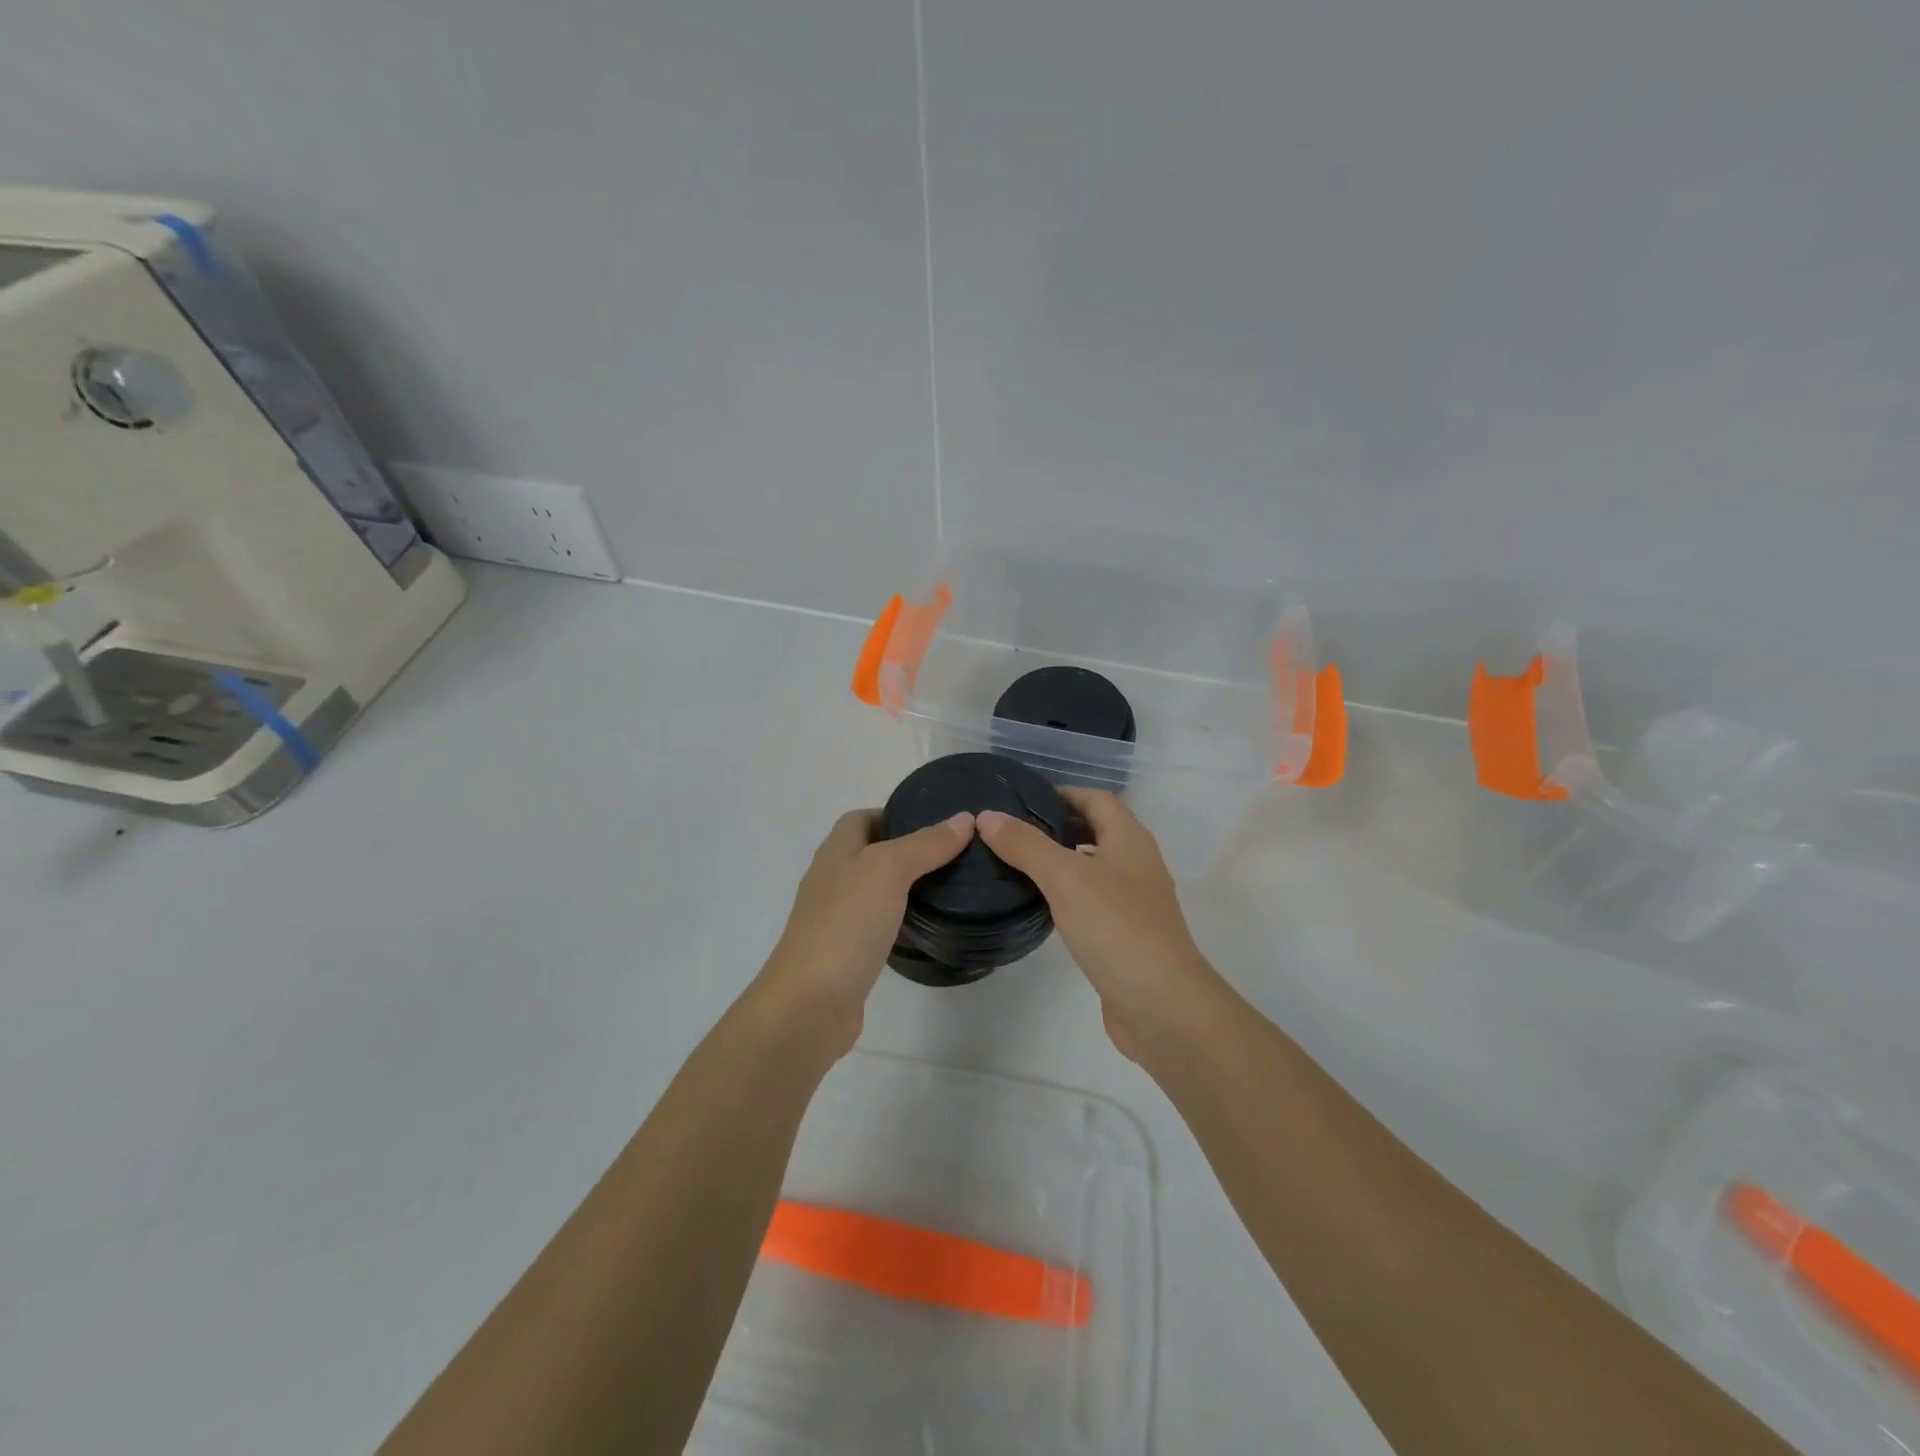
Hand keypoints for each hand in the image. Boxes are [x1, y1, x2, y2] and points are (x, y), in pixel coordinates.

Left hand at [756, 808, 974, 1057]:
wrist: (810, 1005)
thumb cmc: (846, 924)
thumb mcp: (888, 870)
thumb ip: (925, 844)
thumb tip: (963, 819)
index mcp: (834, 853)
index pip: (861, 818)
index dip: (894, 814)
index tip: (936, 823)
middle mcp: (831, 881)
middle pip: (869, 853)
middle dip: (908, 850)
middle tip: (953, 855)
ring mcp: (837, 920)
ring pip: (875, 891)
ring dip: (906, 886)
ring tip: (949, 886)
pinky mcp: (847, 955)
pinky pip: (877, 926)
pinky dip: (901, 922)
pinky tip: (926, 928)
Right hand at [979, 789, 1225, 1061]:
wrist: (1161, 1005)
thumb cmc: (1116, 928)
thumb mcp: (1065, 877)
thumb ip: (1026, 845)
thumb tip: (988, 816)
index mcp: (1129, 838)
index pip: (1095, 798)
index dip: (1061, 793)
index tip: (1020, 801)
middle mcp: (1136, 862)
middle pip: (1096, 829)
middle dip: (1057, 825)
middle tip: (1011, 831)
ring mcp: (1133, 900)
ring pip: (1093, 865)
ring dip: (1061, 859)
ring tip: (1016, 863)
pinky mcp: (1125, 933)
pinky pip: (1092, 899)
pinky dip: (1067, 892)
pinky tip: (1041, 904)